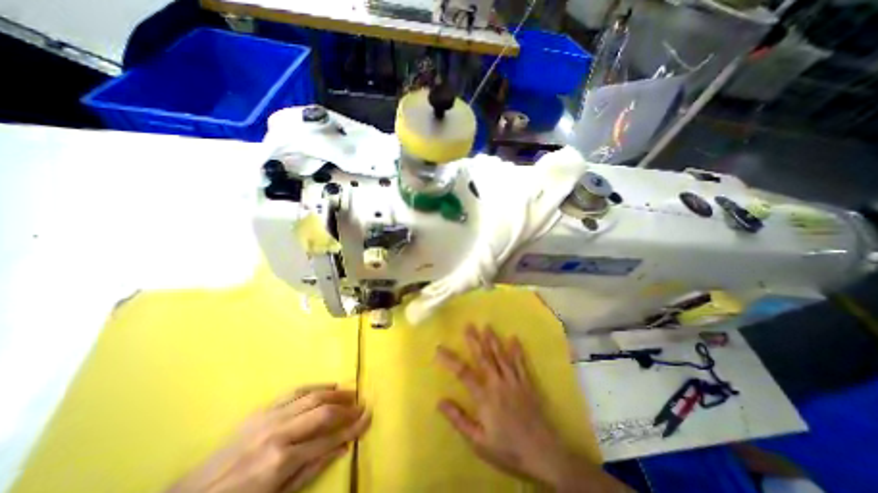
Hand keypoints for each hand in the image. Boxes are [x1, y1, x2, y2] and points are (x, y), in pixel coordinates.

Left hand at [168, 385, 368, 491]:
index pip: (328, 439)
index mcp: (281, 460)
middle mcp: (279, 432)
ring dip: (335, 393)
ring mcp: (269, 417)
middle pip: (323, 412)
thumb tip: (343, 447)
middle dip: (347, 407)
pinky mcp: (261, 410)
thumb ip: (312, 469)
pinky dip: (315, 386)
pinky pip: (294, 391)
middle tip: (362, 404)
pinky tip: (328, 386)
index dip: (352, 428)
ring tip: (351, 392)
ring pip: (312, 396)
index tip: (368, 418)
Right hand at [436, 324, 626, 489]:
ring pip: (501, 356)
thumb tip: (440, 401)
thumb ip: (459, 420)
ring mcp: (514, 381)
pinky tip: (514, 338)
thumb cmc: (508, 450)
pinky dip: (517, 350)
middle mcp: (498, 383)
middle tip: (468, 325)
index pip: (463, 373)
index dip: (450, 359)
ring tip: (487, 325)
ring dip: (493, 340)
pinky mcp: (527, 384)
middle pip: (484, 357)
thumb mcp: (478, 442)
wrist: (543, 455)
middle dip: (475, 340)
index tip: (439, 348)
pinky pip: (521, 363)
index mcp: (484, 397)